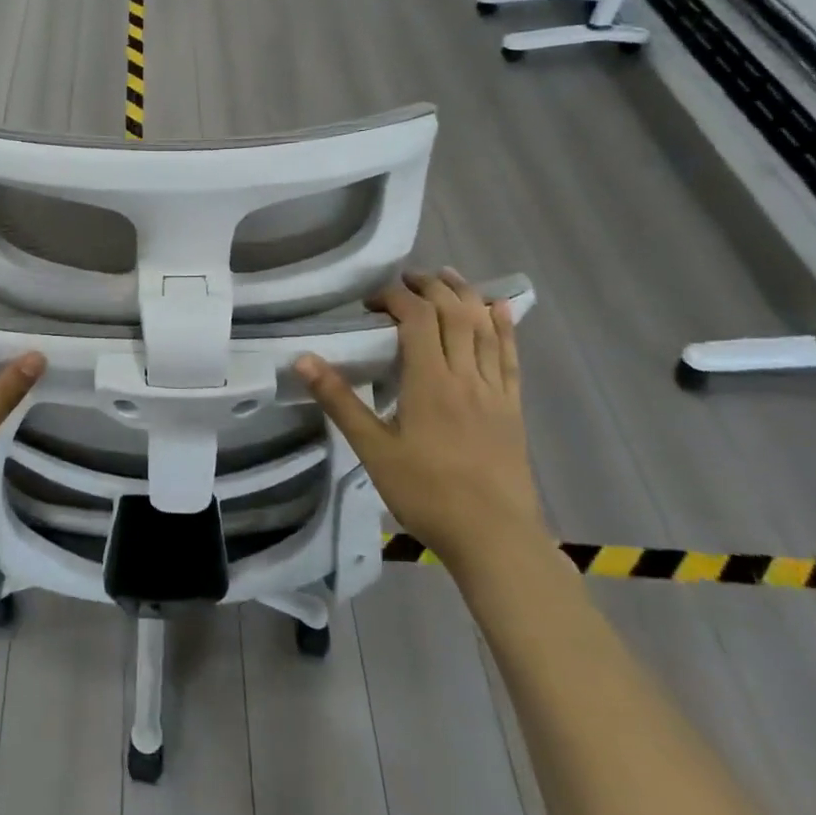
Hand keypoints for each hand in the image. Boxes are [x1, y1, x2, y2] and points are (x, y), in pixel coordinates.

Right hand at [295, 269, 543, 569]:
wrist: (494, 538)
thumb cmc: (427, 494)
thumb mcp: (373, 449)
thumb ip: (340, 401)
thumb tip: (303, 360)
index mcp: (430, 381)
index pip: (417, 319)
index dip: (395, 298)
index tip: (372, 301)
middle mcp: (465, 375)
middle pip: (453, 314)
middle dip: (429, 288)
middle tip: (406, 279)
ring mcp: (494, 390)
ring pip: (484, 328)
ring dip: (466, 295)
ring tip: (447, 276)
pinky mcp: (512, 408)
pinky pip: (510, 357)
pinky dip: (504, 328)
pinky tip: (499, 310)